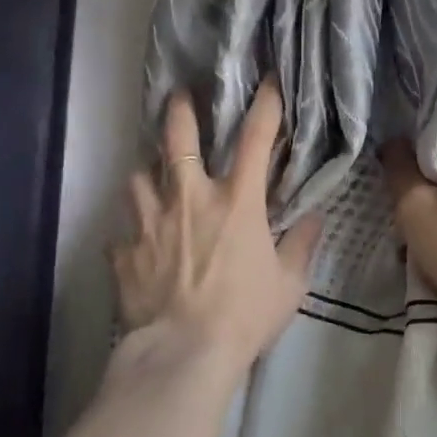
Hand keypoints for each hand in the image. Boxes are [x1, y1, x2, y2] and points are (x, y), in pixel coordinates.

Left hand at [112, 79, 322, 376]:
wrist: (183, 354)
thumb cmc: (244, 317)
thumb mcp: (289, 285)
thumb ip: (301, 245)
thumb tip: (314, 218)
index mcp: (236, 202)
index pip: (255, 139)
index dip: (265, 105)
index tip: (268, 82)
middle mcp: (189, 198)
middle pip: (176, 138)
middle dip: (179, 111)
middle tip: (179, 97)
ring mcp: (150, 221)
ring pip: (138, 176)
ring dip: (148, 173)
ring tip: (153, 179)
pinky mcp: (124, 250)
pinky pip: (123, 230)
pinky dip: (131, 230)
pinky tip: (136, 241)